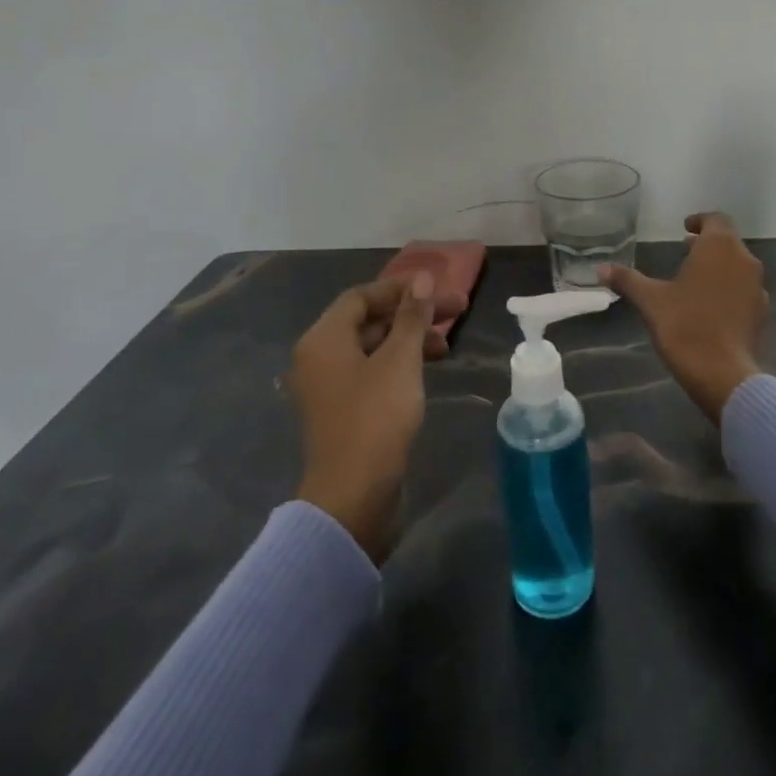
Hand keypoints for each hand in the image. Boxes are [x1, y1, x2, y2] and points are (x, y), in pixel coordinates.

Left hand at [290, 272, 436, 560]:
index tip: (438, 288)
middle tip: (457, 311)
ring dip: (409, 339)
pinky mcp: (343, 411)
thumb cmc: (375, 418)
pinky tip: (427, 370)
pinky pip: (371, 372)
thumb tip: (423, 279)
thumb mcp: (400, 361)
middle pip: (368, 320)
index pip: (362, 296)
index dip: (400, 288)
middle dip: (412, 313)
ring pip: (373, 347)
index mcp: (324, 339)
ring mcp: (329, 387)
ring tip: (447, 344)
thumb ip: (412, 317)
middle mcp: (319, 357)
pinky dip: (399, 364)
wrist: (352, 497)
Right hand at [601, 211, 768, 423]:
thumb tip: (600, 268)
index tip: (685, 228)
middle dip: (707, 244)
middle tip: (685, 251)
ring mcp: (757, 287)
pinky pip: (744, 290)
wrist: (722, 374)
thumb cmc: (684, 326)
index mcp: (719, 247)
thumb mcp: (650, 300)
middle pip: (728, 242)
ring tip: (695, 279)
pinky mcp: (761, 313)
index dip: (700, 221)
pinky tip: (711, 306)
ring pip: (738, 266)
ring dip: (719, 266)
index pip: (716, 219)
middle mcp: (744, 260)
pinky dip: (729, 289)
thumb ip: (627, 279)